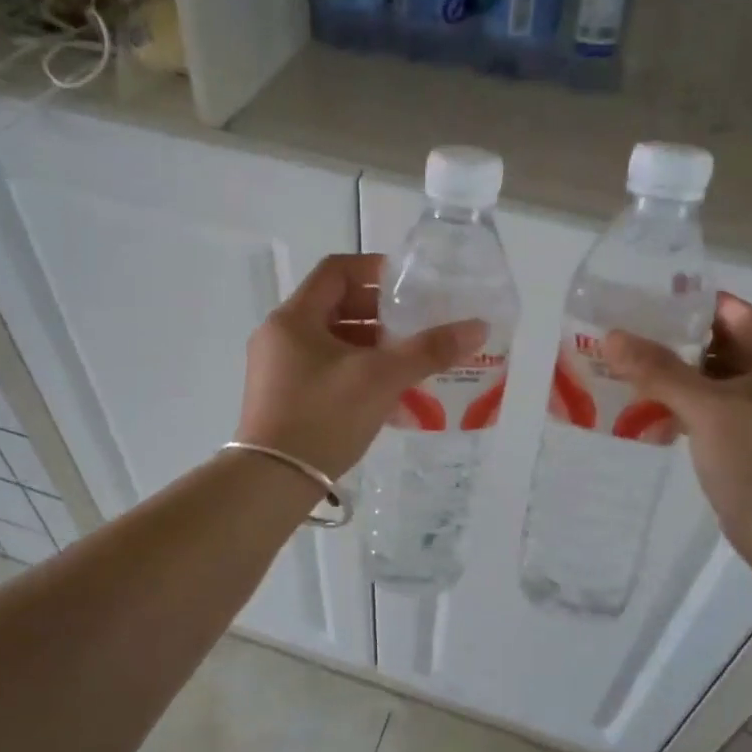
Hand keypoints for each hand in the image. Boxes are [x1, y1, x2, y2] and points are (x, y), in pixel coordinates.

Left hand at [236, 254, 486, 479]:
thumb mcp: (381, 378)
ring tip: (408, 360)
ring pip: (332, 342)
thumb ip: (429, 350)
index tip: (409, 286)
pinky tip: (387, 392)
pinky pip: (326, 369)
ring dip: (371, 346)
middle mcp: (280, 336)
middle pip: (335, 306)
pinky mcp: (283, 398)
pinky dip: (356, 370)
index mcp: (294, 318)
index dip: (375, 270)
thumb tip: (478, 327)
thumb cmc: (323, 417)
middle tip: (415, 325)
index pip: (336, 271)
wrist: (273, 481)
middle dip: (379, 314)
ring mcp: (278, 369)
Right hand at [606, 293, 751, 556]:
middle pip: (720, 345)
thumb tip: (612, 337)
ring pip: (713, 380)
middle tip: (624, 339)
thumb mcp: (706, 409)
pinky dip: (683, 406)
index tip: (641, 305)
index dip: (688, 305)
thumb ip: (659, 370)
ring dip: (674, 376)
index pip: (732, 311)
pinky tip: (646, 411)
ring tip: (625, 371)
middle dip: (673, 342)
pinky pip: (712, 410)